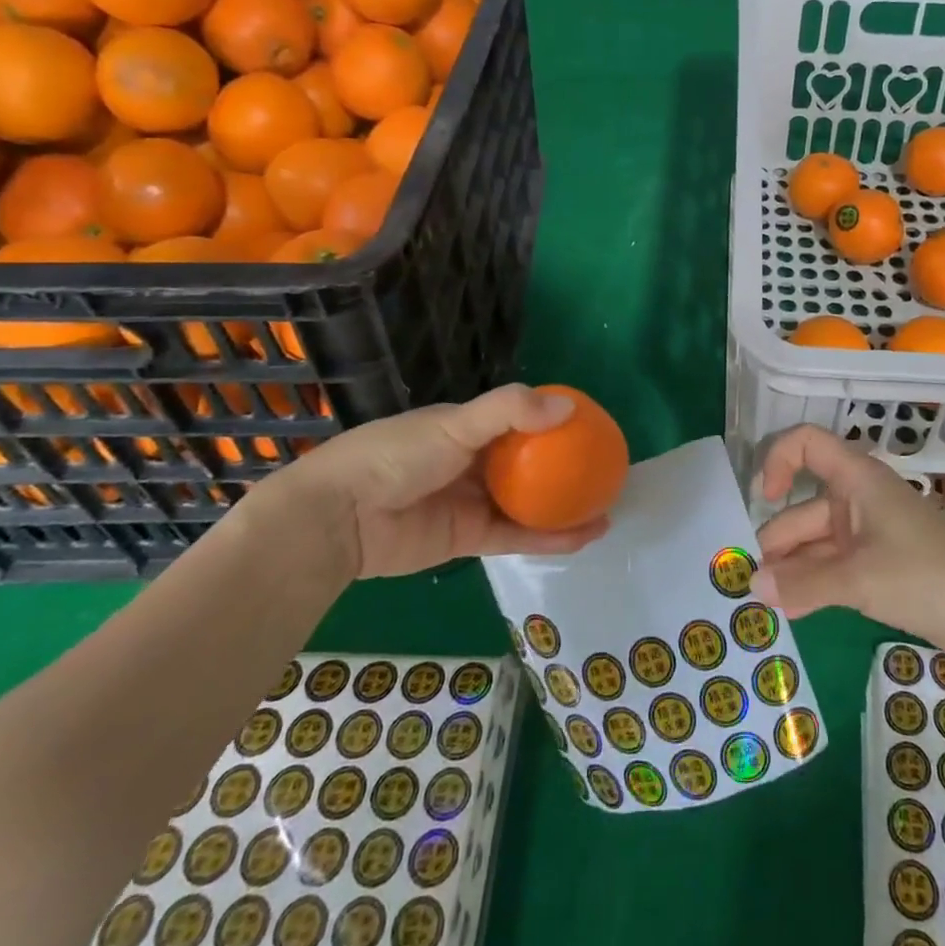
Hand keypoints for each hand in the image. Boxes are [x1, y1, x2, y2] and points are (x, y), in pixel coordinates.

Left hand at [254, 384, 610, 578]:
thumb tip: (570, 405)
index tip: (591, 425)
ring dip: (565, 505)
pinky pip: (518, 535)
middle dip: (565, 466)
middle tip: (605, 469)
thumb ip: (509, 411)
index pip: (520, 420)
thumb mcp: (453, 424)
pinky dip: (550, 536)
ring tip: (607, 505)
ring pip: (528, 502)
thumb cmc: (395, 456)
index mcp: (467, 428)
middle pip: (529, 462)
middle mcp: (474, 462)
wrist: (338, 520)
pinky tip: (585, 535)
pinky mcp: (468, 540)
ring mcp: (472, 501)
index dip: (554, 421)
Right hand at [750, 425, 944, 658]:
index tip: (765, 497)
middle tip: (746, 579)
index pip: (806, 444)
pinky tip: (789, 609)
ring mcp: (867, 534)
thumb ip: (803, 584)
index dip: (778, 459)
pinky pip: (832, 567)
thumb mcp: (859, 579)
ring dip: (790, 568)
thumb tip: (751, 587)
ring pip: (815, 542)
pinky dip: (811, 584)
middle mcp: (857, 499)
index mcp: (856, 479)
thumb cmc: (927, 576)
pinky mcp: (876, 565)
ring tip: (761, 602)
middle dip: (776, 539)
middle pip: (803, 506)